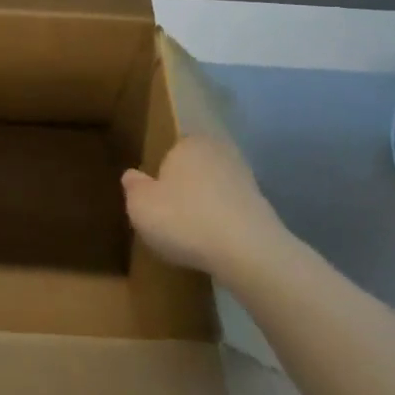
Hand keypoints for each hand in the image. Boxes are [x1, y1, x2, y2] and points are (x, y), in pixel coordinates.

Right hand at [122, 133, 286, 280]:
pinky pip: (231, 212)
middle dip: (184, 188)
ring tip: (190, 235)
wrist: (248, 252)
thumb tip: (132, 175)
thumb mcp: (140, 205)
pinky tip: (212, 245)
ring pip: (214, 190)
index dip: (160, 174)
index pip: (170, 150)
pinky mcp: (263, 208)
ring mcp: (246, 180)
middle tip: (168, 215)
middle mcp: (220, 152)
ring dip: (204, 207)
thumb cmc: (184, 219)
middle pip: (194, 169)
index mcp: (189, 143)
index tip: (153, 197)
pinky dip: (222, 224)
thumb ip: (133, 186)